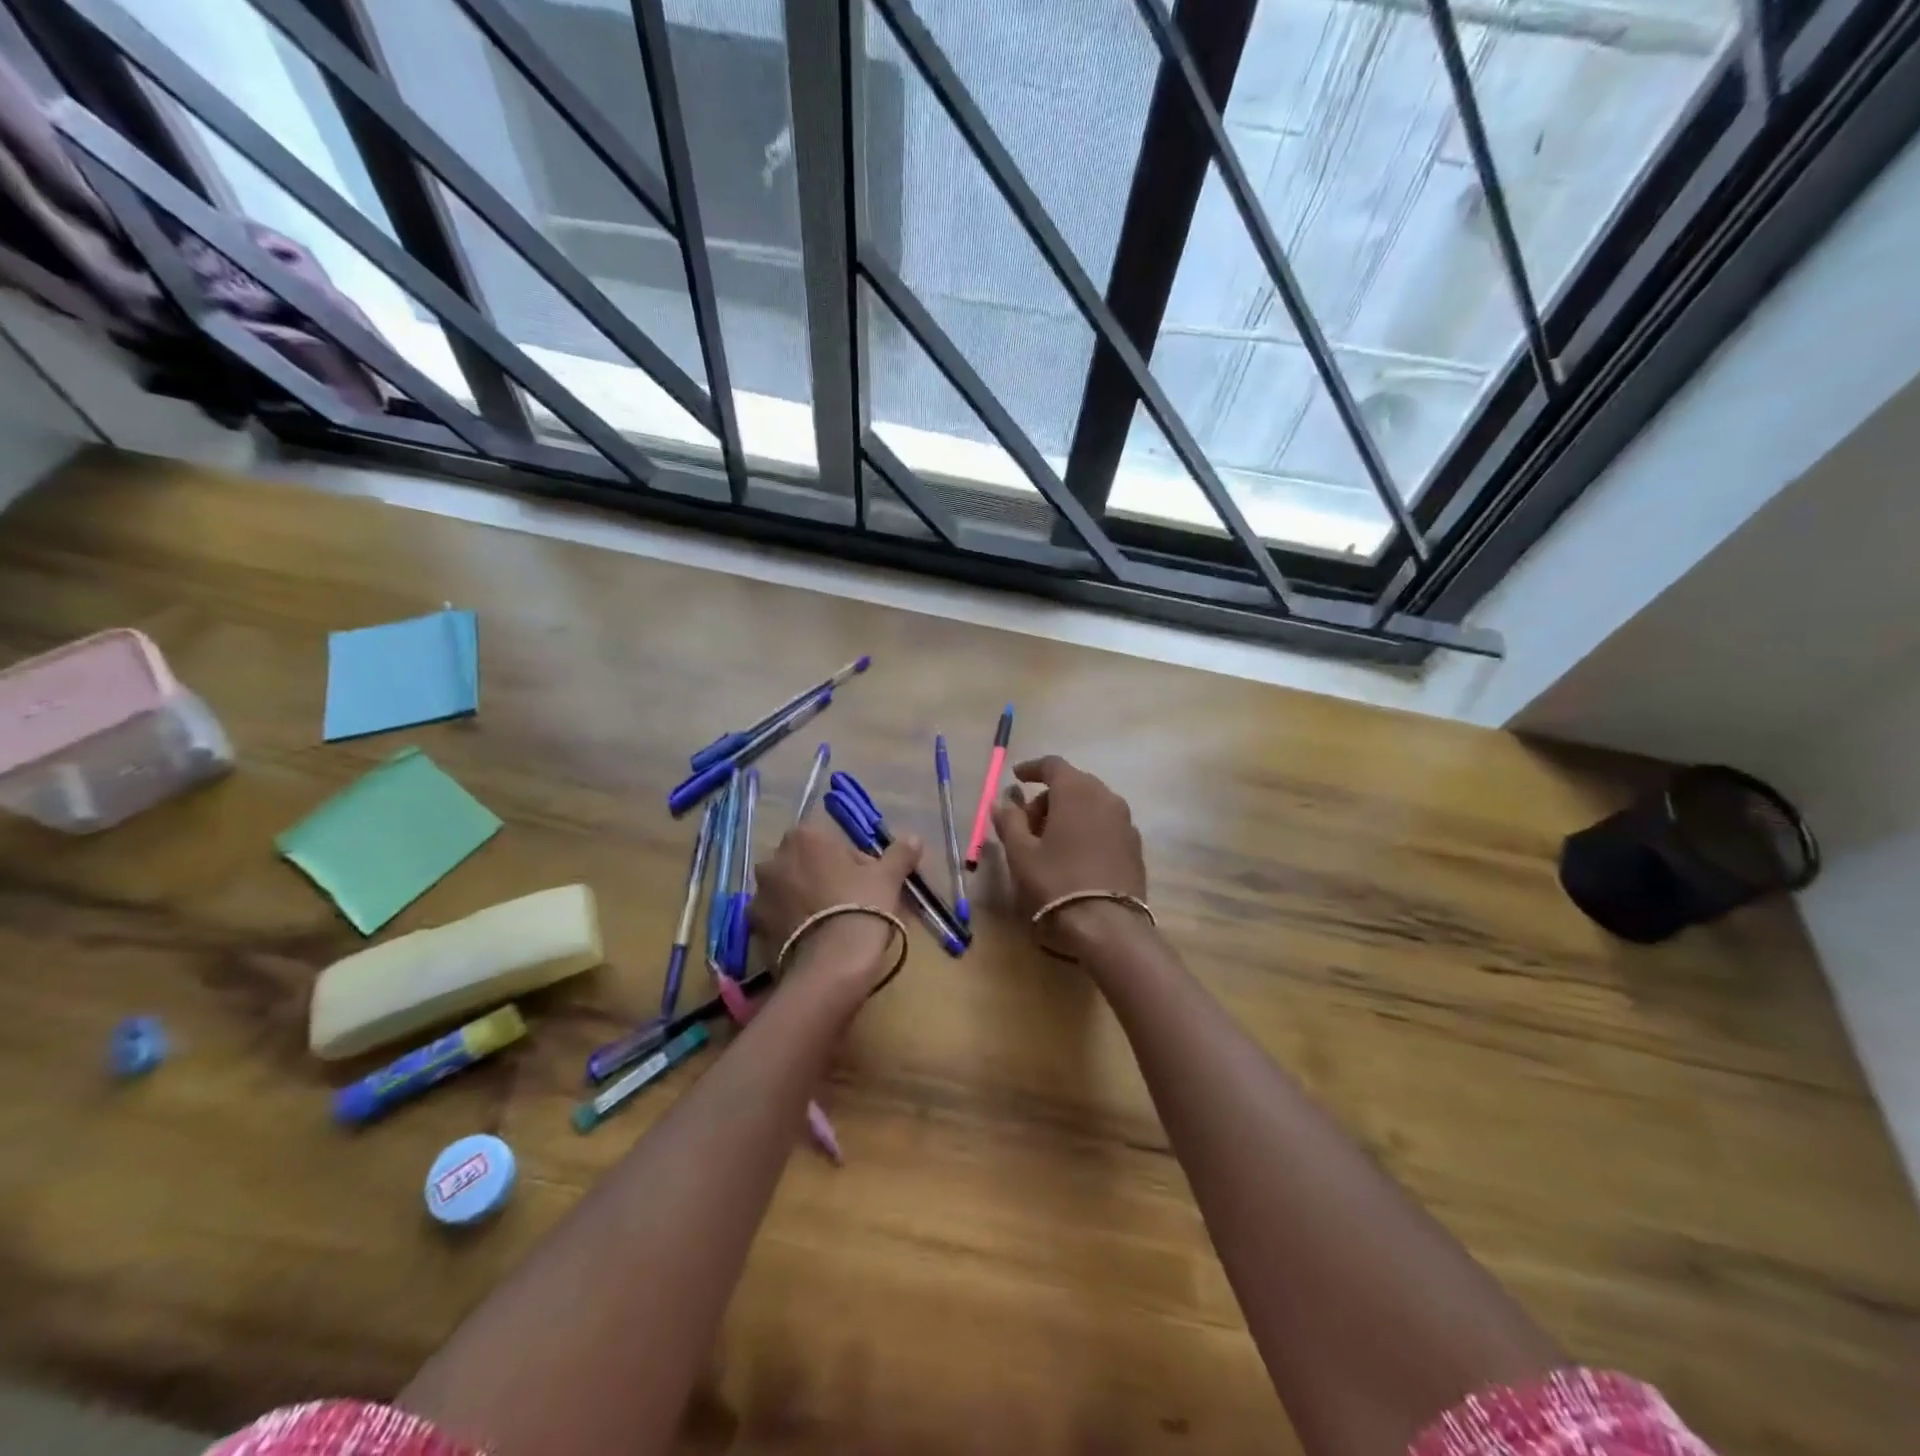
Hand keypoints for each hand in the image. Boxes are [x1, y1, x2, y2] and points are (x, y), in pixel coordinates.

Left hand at [750, 823, 921, 990]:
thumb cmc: (861, 906)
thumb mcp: (888, 877)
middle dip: (824, 878)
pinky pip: (778, 918)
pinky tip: (813, 940)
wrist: (832, 964)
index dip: (852, 863)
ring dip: (805, 900)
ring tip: (830, 926)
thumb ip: (899, 853)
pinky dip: (792, 925)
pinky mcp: (754, 928)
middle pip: (806, 865)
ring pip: (789, 891)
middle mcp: (773, 860)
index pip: (831, 843)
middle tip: (851, 903)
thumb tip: (914, 838)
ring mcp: (759, 895)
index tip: (867, 884)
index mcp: (803, 837)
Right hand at [991, 756, 1146, 927]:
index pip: (1053, 765)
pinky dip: (1087, 828)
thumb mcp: (1021, 852)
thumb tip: (1003, 800)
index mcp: (1076, 791)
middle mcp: (1106, 797)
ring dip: (1068, 813)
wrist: (1108, 926)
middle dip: (1047, 796)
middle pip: (1073, 784)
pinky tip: (1074, 855)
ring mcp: (1125, 821)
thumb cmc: (1056, 882)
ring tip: (1049, 842)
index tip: (1016, 777)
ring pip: (1091, 804)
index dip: (1031, 768)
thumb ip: (1009, 820)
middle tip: (1026, 821)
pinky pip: (1105, 824)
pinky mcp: (1135, 846)